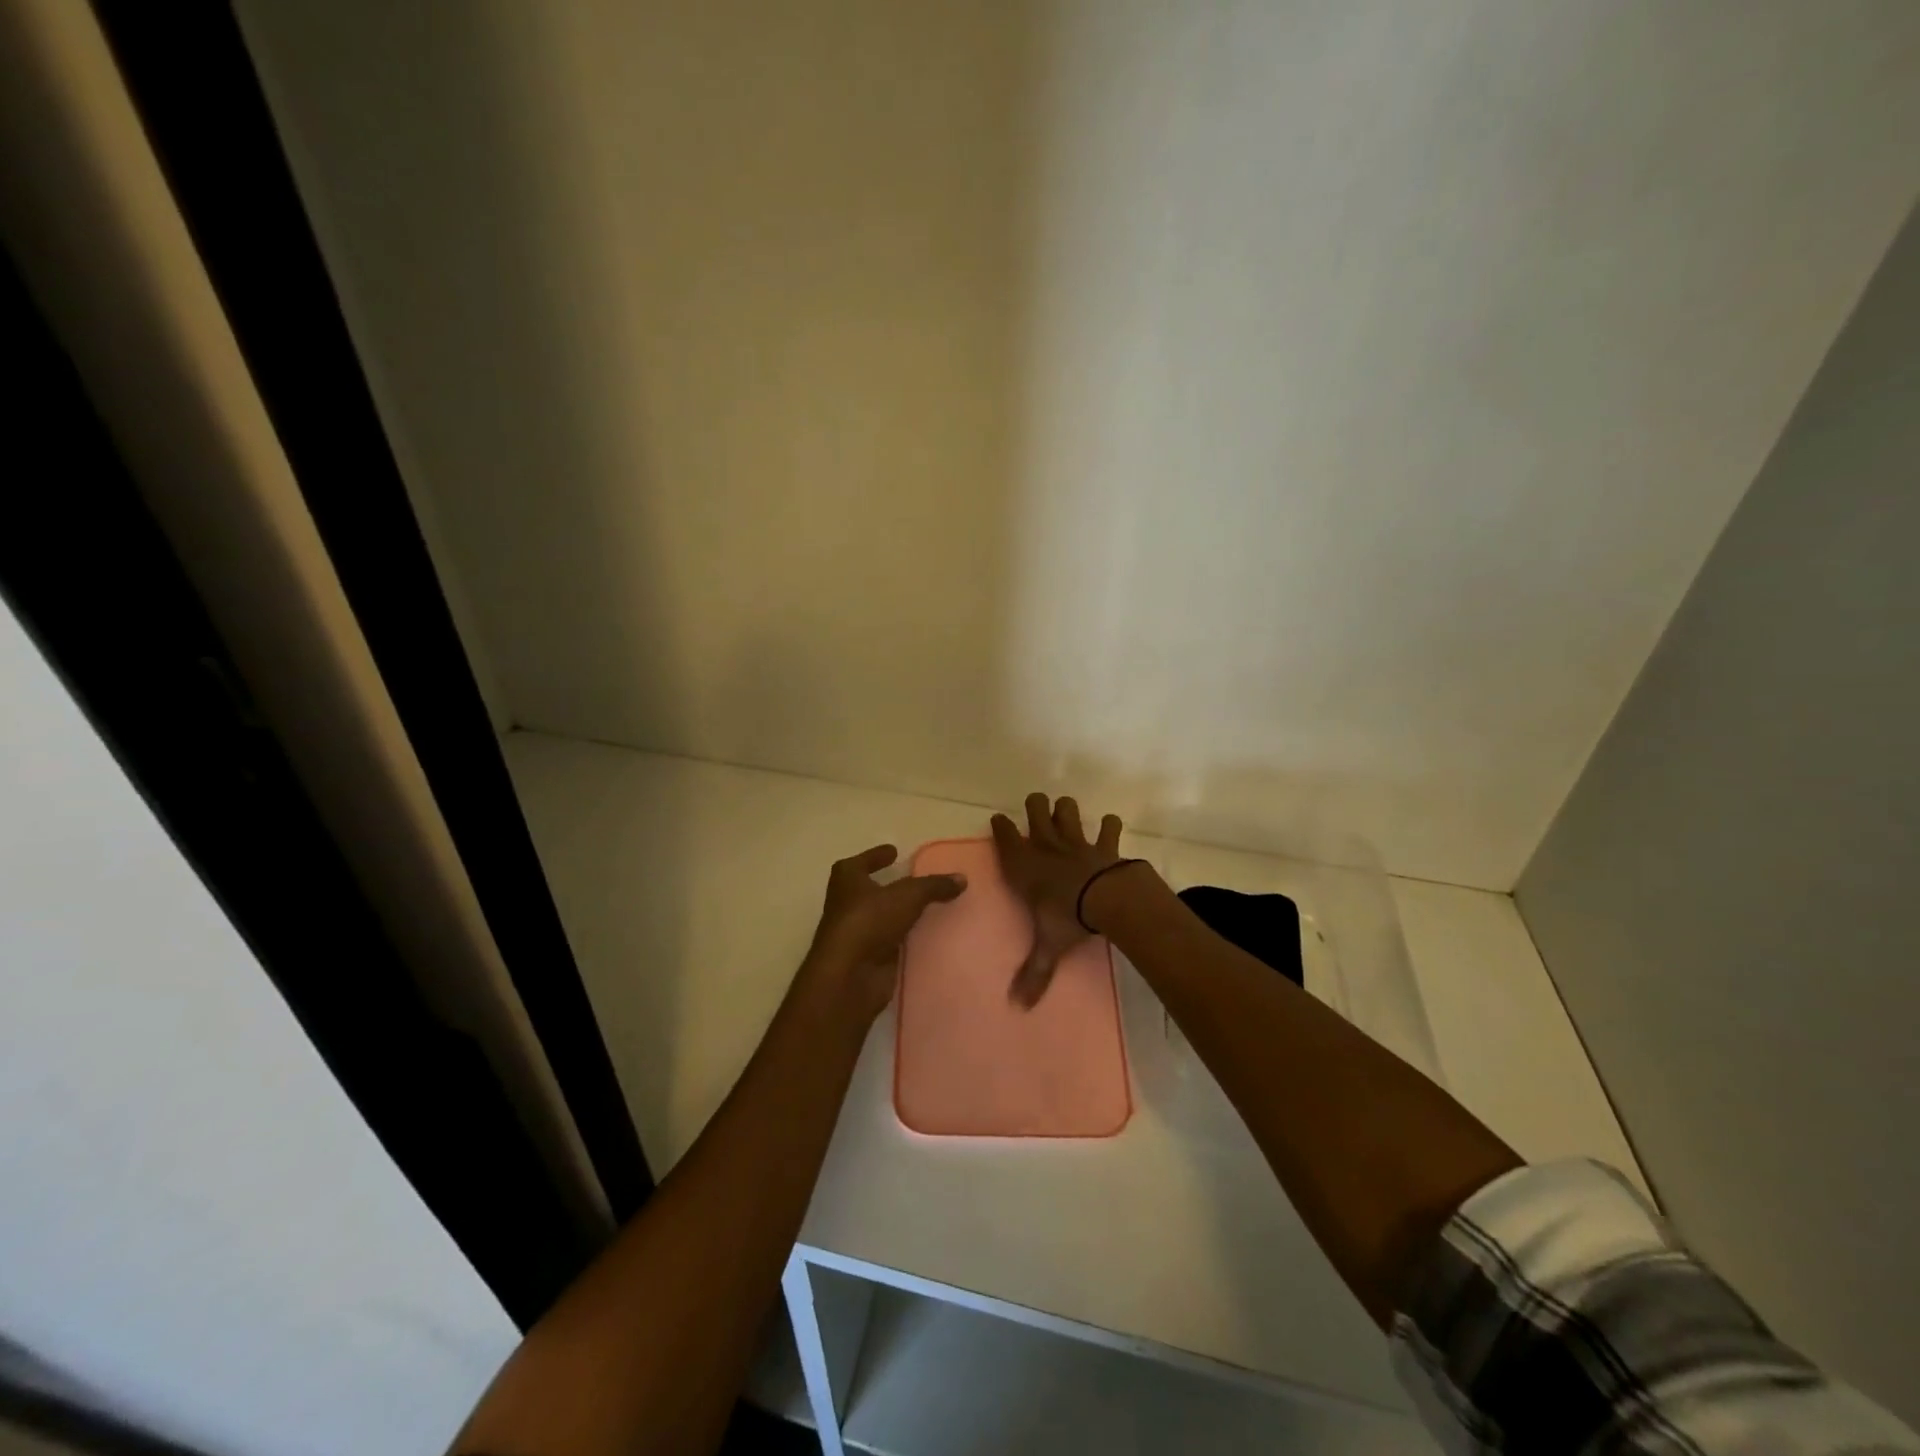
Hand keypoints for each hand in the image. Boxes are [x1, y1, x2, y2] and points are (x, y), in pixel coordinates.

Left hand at [802, 844, 966, 1021]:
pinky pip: (891, 942)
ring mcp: (857, 933)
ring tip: (927, 907)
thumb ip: (934, 885)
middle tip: (914, 879)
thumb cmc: (870, 921)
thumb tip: (962, 878)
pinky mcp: (868, 958)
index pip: (860, 862)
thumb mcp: (908, 895)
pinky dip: (905, 938)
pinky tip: (925, 935)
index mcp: (847, 880)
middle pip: (869, 890)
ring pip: (881, 918)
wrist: (850, 976)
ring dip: (898, 914)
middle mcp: (847, 904)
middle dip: (888, 886)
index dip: (875, 856)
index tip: (893, 851)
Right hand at [991, 794, 1125, 1007]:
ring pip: (1067, 810)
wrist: (1104, 900)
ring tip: (1066, 814)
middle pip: (1036, 810)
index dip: (1001, 826)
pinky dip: (1110, 827)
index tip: (998, 820)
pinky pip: (1108, 827)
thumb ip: (1033, 973)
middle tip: (1036, 811)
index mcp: (1024, 865)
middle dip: (1035, 807)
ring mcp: (1076, 841)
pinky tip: (1109, 828)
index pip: (1005, 837)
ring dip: (1066, 810)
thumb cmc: (1065, 917)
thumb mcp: (1046, 945)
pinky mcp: (1104, 845)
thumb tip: (1018, 1007)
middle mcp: (1046, 847)